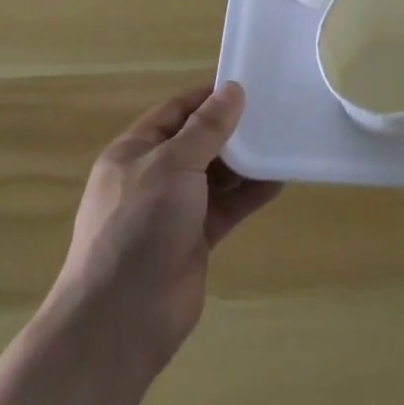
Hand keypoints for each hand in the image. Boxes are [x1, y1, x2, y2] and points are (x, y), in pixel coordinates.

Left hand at [46, 82, 281, 379]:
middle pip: (199, 140)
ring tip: (283, 139)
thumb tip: (233, 90)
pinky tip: (279, 178)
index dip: (210, 96)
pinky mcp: (194, 239)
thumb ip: (206, 128)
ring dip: (246, 160)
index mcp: (135, 150)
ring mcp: (173, 210)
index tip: (250, 83)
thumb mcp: (173, 165)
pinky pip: (227, 206)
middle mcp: (153, 176)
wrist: (121, 322)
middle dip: (233, 127)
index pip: (177, 110)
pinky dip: (250, 193)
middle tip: (275, 109)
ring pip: (216, 174)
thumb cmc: (138, 226)